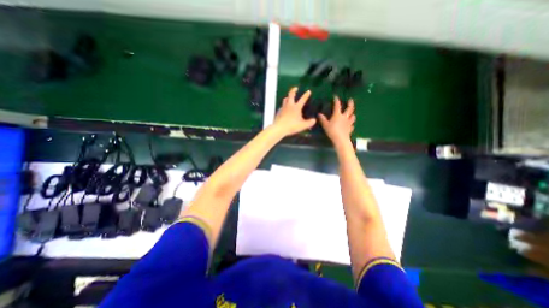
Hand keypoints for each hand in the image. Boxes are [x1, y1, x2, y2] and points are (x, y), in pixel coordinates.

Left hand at [271, 85, 315, 134]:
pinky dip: (284, 105)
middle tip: (296, 88)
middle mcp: (289, 105)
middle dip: (293, 90)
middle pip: (291, 95)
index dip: (306, 95)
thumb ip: (309, 123)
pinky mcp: (279, 112)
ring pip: (285, 99)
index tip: (308, 91)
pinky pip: (282, 106)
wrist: (279, 128)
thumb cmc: (291, 126)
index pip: (302, 99)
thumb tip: (314, 120)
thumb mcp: (302, 125)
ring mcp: (283, 108)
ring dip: (288, 97)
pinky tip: (285, 109)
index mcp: (296, 107)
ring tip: (289, 97)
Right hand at [318, 97, 356, 144]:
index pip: (337, 105)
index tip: (336, 97)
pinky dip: (351, 124)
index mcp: (337, 115)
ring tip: (351, 114)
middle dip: (350, 103)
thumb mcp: (325, 125)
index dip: (336, 100)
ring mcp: (348, 123)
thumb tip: (319, 114)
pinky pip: (352, 125)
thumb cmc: (332, 131)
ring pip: (352, 117)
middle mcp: (344, 117)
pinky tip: (350, 125)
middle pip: (349, 109)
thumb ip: (323, 119)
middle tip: (350, 100)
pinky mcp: (350, 128)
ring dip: (352, 114)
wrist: (340, 139)